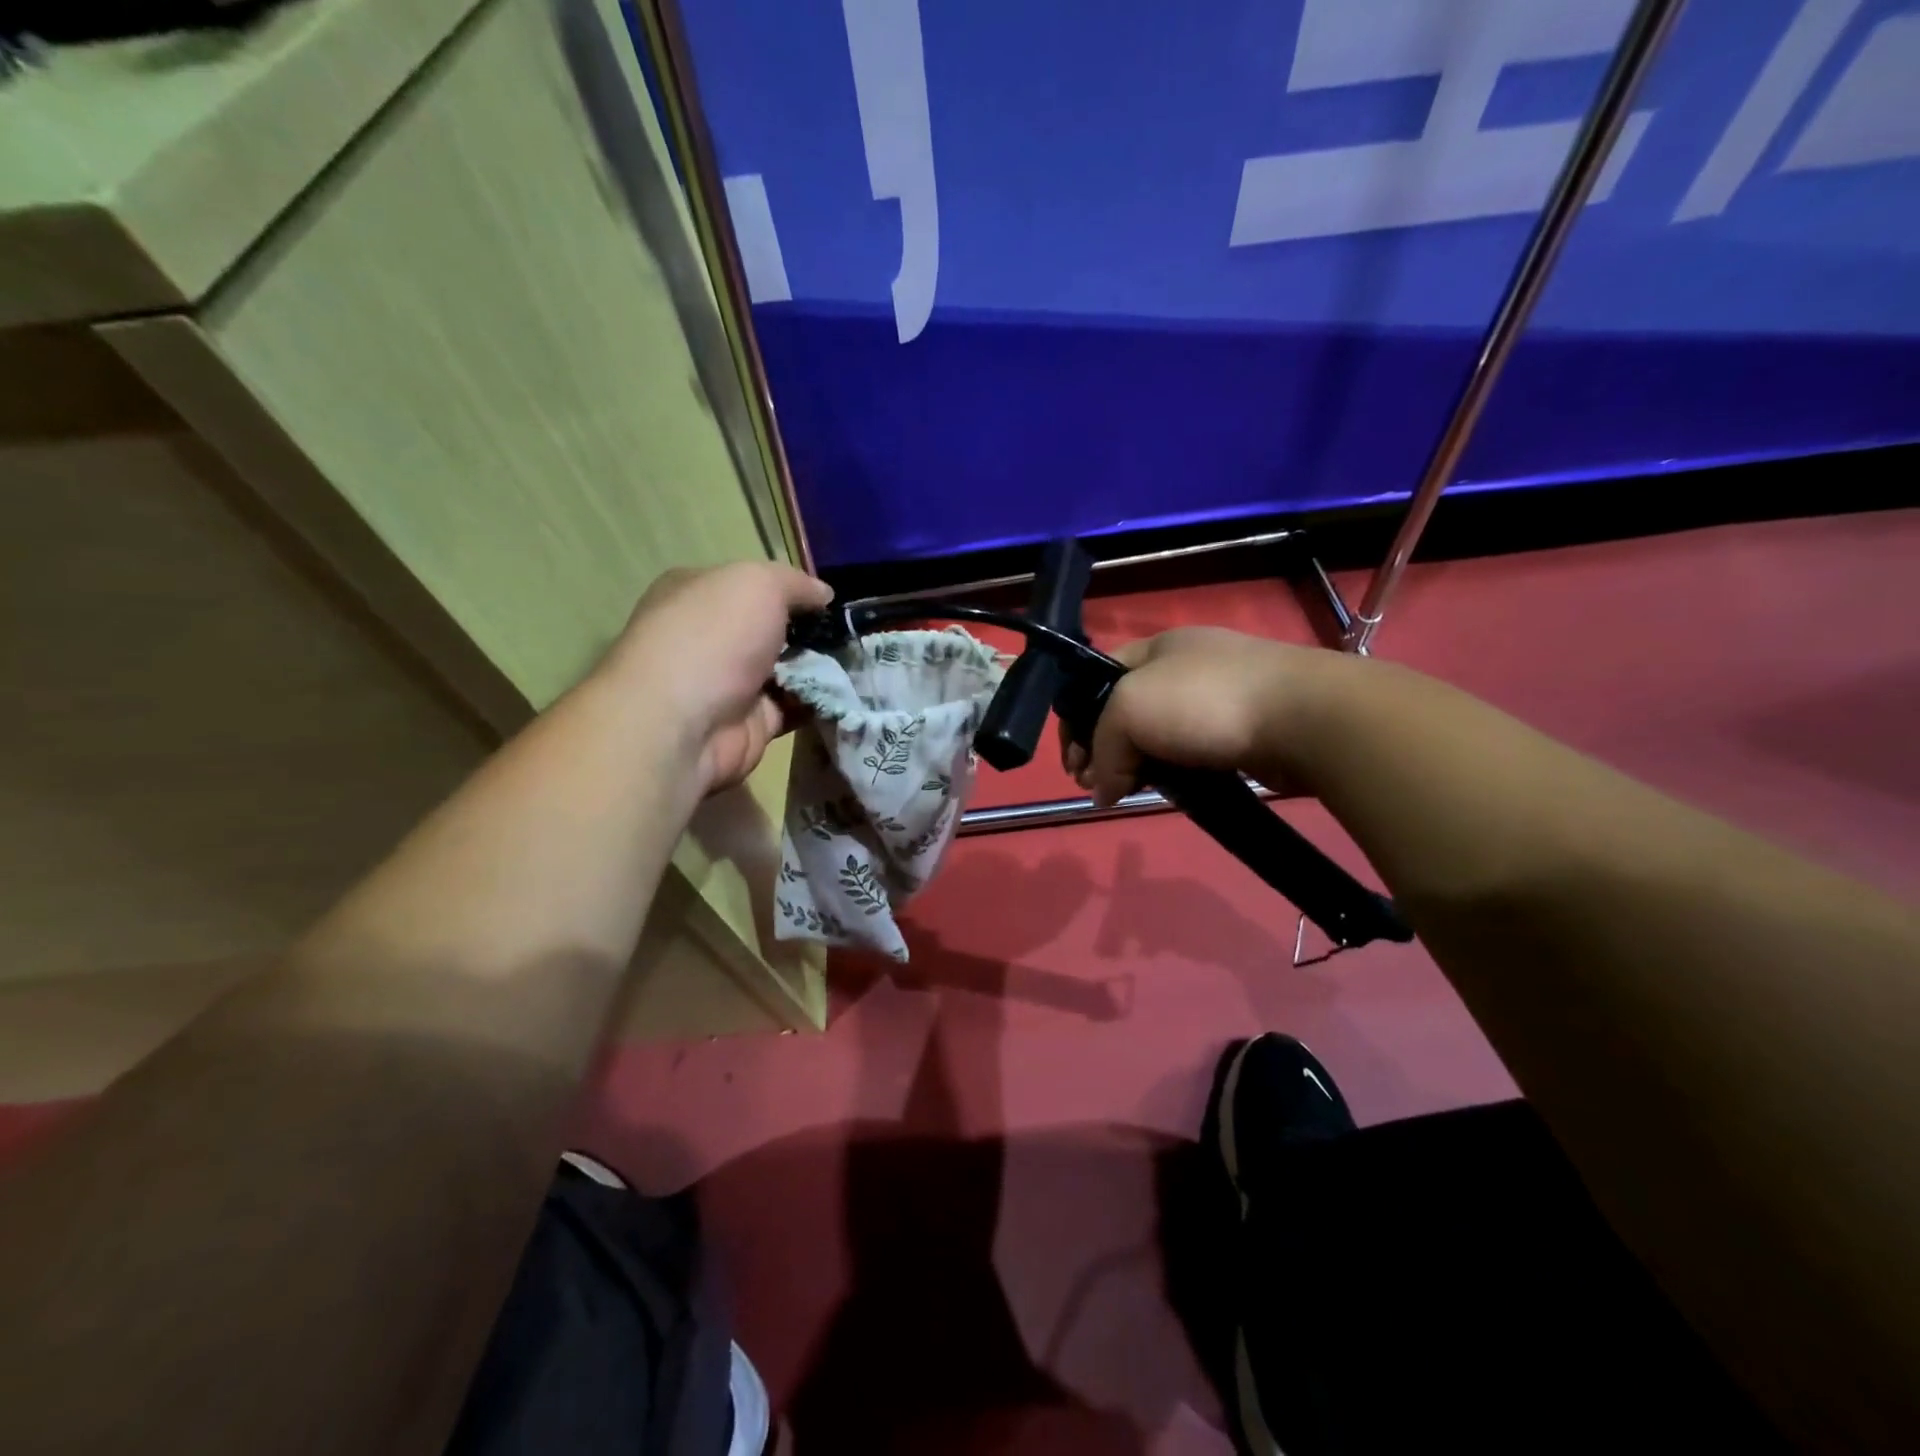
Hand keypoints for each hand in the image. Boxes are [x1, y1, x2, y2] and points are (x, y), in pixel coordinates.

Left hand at [606, 562, 832, 792]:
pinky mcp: (749, 722)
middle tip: (851, 634)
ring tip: (859, 663)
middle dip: (811, 633)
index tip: (827, 599)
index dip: (788, 589)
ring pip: (787, 670)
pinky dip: (819, 703)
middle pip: (771, 629)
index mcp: (696, 594)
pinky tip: (847, 693)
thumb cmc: (714, 636)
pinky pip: (794, 707)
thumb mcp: (757, 584)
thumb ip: (794, 583)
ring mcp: (728, 683)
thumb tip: (823, 593)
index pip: (747, 584)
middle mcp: (709, 638)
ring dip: (821, 669)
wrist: (685, 725)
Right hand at [1059, 627, 1323, 805]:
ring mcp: (1214, 702)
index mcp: (1155, 648)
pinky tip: (1167, 790)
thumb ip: (1104, 748)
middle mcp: (1182, 669)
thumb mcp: (1130, 709)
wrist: (1304, 719)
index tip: (1073, 761)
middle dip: (1101, 748)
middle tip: (1094, 784)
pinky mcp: (1239, 735)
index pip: (1095, 677)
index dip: (1076, 718)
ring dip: (1135, 766)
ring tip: (1127, 792)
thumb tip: (1104, 792)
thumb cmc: (1206, 701)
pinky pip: (1189, 755)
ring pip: (1156, 738)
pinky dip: (1172, 774)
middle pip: (1123, 711)